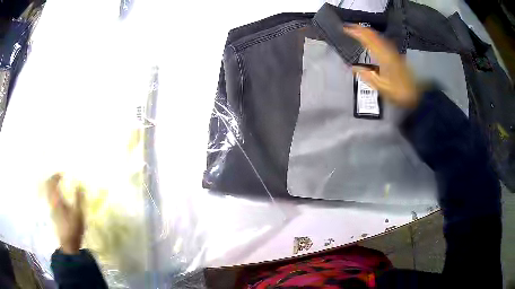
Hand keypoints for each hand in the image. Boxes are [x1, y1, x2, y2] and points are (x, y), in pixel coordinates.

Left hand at [45, 173, 84, 254]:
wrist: (68, 244)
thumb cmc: (74, 228)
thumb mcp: (79, 213)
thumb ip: (78, 198)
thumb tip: (79, 184)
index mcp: (57, 200)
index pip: (52, 183)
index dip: (56, 176)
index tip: (62, 174)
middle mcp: (52, 202)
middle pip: (47, 186)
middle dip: (52, 179)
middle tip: (59, 177)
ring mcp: (51, 208)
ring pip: (48, 193)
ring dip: (51, 186)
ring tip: (59, 186)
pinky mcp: (52, 214)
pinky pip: (50, 199)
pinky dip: (52, 194)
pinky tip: (59, 198)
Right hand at [343, 24, 418, 107]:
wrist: (415, 94)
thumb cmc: (399, 92)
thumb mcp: (382, 87)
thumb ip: (368, 76)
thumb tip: (353, 68)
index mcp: (383, 57)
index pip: (367, 39)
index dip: (356, 32)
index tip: (345, 29)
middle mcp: (388, 50)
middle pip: (373, 34)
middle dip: (360, 29)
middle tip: (349, 26)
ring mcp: (393, 51)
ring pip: (377, 36)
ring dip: (366, 31)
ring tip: (357, 30)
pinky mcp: (395, 54)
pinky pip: (382, 40)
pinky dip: (373, 36)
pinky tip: (371, 38)